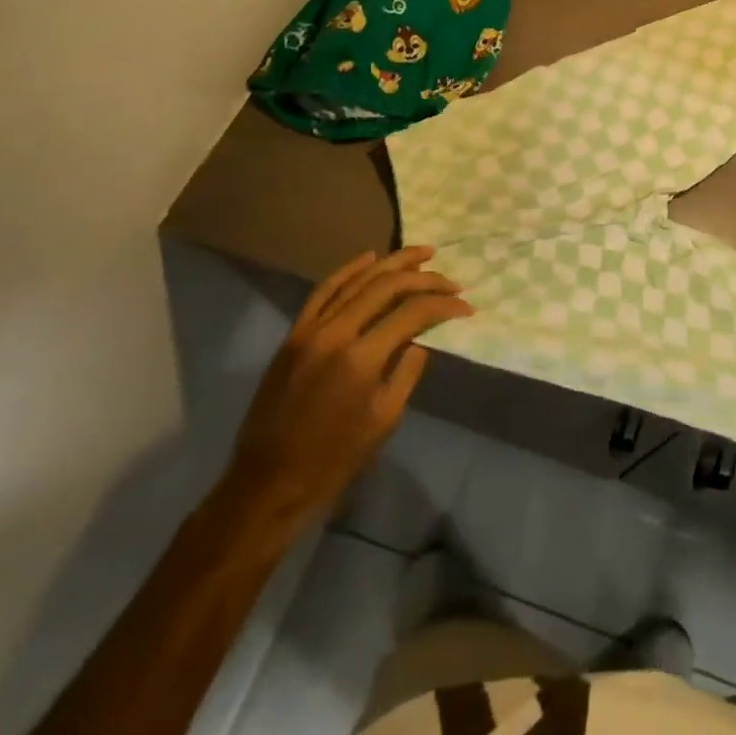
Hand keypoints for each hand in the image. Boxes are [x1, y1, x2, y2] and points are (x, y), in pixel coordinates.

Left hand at [224, 247, 471, 524]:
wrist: (269, 481)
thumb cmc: (334, 459)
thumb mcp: (384, 418)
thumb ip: (407, 369)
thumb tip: (421, 337)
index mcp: (361, 358)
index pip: (412, 314)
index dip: (443, 305)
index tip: (466, 306)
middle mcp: (335, 333)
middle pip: (386, 287)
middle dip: (424, 278)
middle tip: (451, 278)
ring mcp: (310, 329)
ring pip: (356, 280)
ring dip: (392, 263)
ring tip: (422, 253)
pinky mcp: (294, 334)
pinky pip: (324, 291)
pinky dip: (349, 270)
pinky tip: (370, 258)